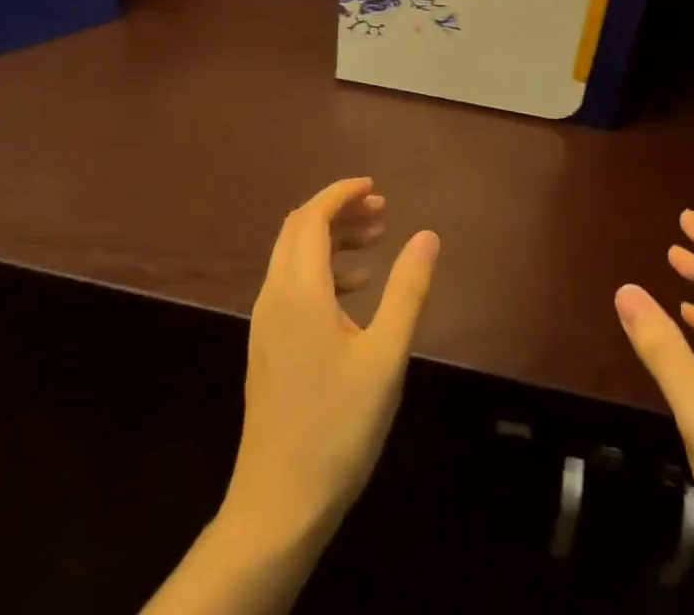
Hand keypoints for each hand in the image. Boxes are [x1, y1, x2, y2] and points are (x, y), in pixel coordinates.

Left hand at [220, 177, 439, 554]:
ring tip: (376, 242)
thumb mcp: (385, 356)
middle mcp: (274, 296)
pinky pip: (292, 285)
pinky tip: (356, 292)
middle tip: (381, 211)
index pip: (312, 217)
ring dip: (331, 239)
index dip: (341, 193)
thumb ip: (407, 290)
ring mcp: (266, 324)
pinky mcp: (267, 347)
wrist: (278, 506)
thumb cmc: (337, 426)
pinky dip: (323, 271)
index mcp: (298, 290)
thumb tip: (427, 235)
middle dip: (338, 210)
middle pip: (298, 230)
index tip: (375, 187)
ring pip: (293, 257)